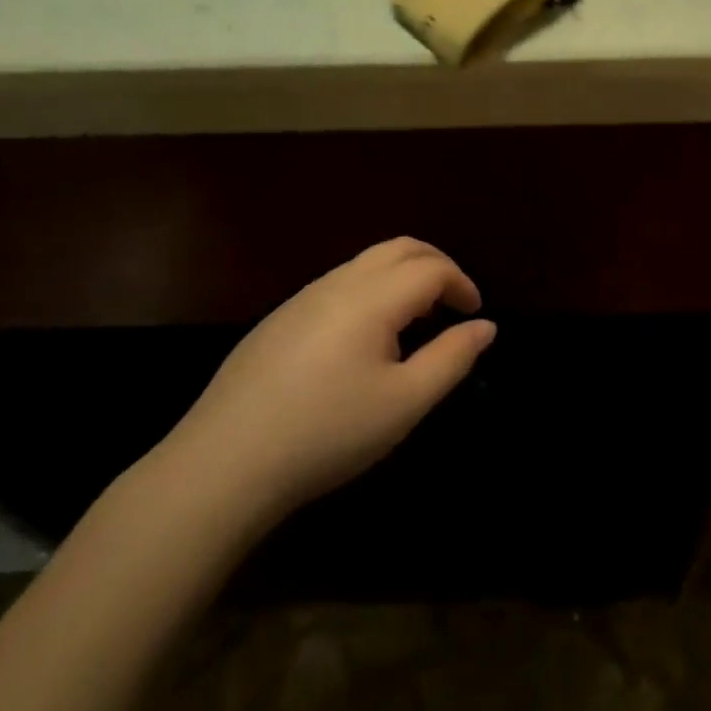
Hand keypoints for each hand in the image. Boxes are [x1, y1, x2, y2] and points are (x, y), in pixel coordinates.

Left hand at [162, 239, 495, 521]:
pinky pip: (338, 284)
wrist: (225, 462)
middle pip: (398, 248)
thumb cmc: (327, 432)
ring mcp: (302, 298)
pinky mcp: (279, 319)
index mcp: (371, 298)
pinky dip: (372, 291)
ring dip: (402, 277)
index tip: (475, 315)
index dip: (462, 284)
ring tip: (416, 320)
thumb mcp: (405, 403)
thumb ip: (452, 358)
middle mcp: (337, 283)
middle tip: (454, 302)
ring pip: (365, 263)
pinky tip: (366, 339)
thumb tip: (485, 326)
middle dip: (435, 265)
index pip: (430, 268)